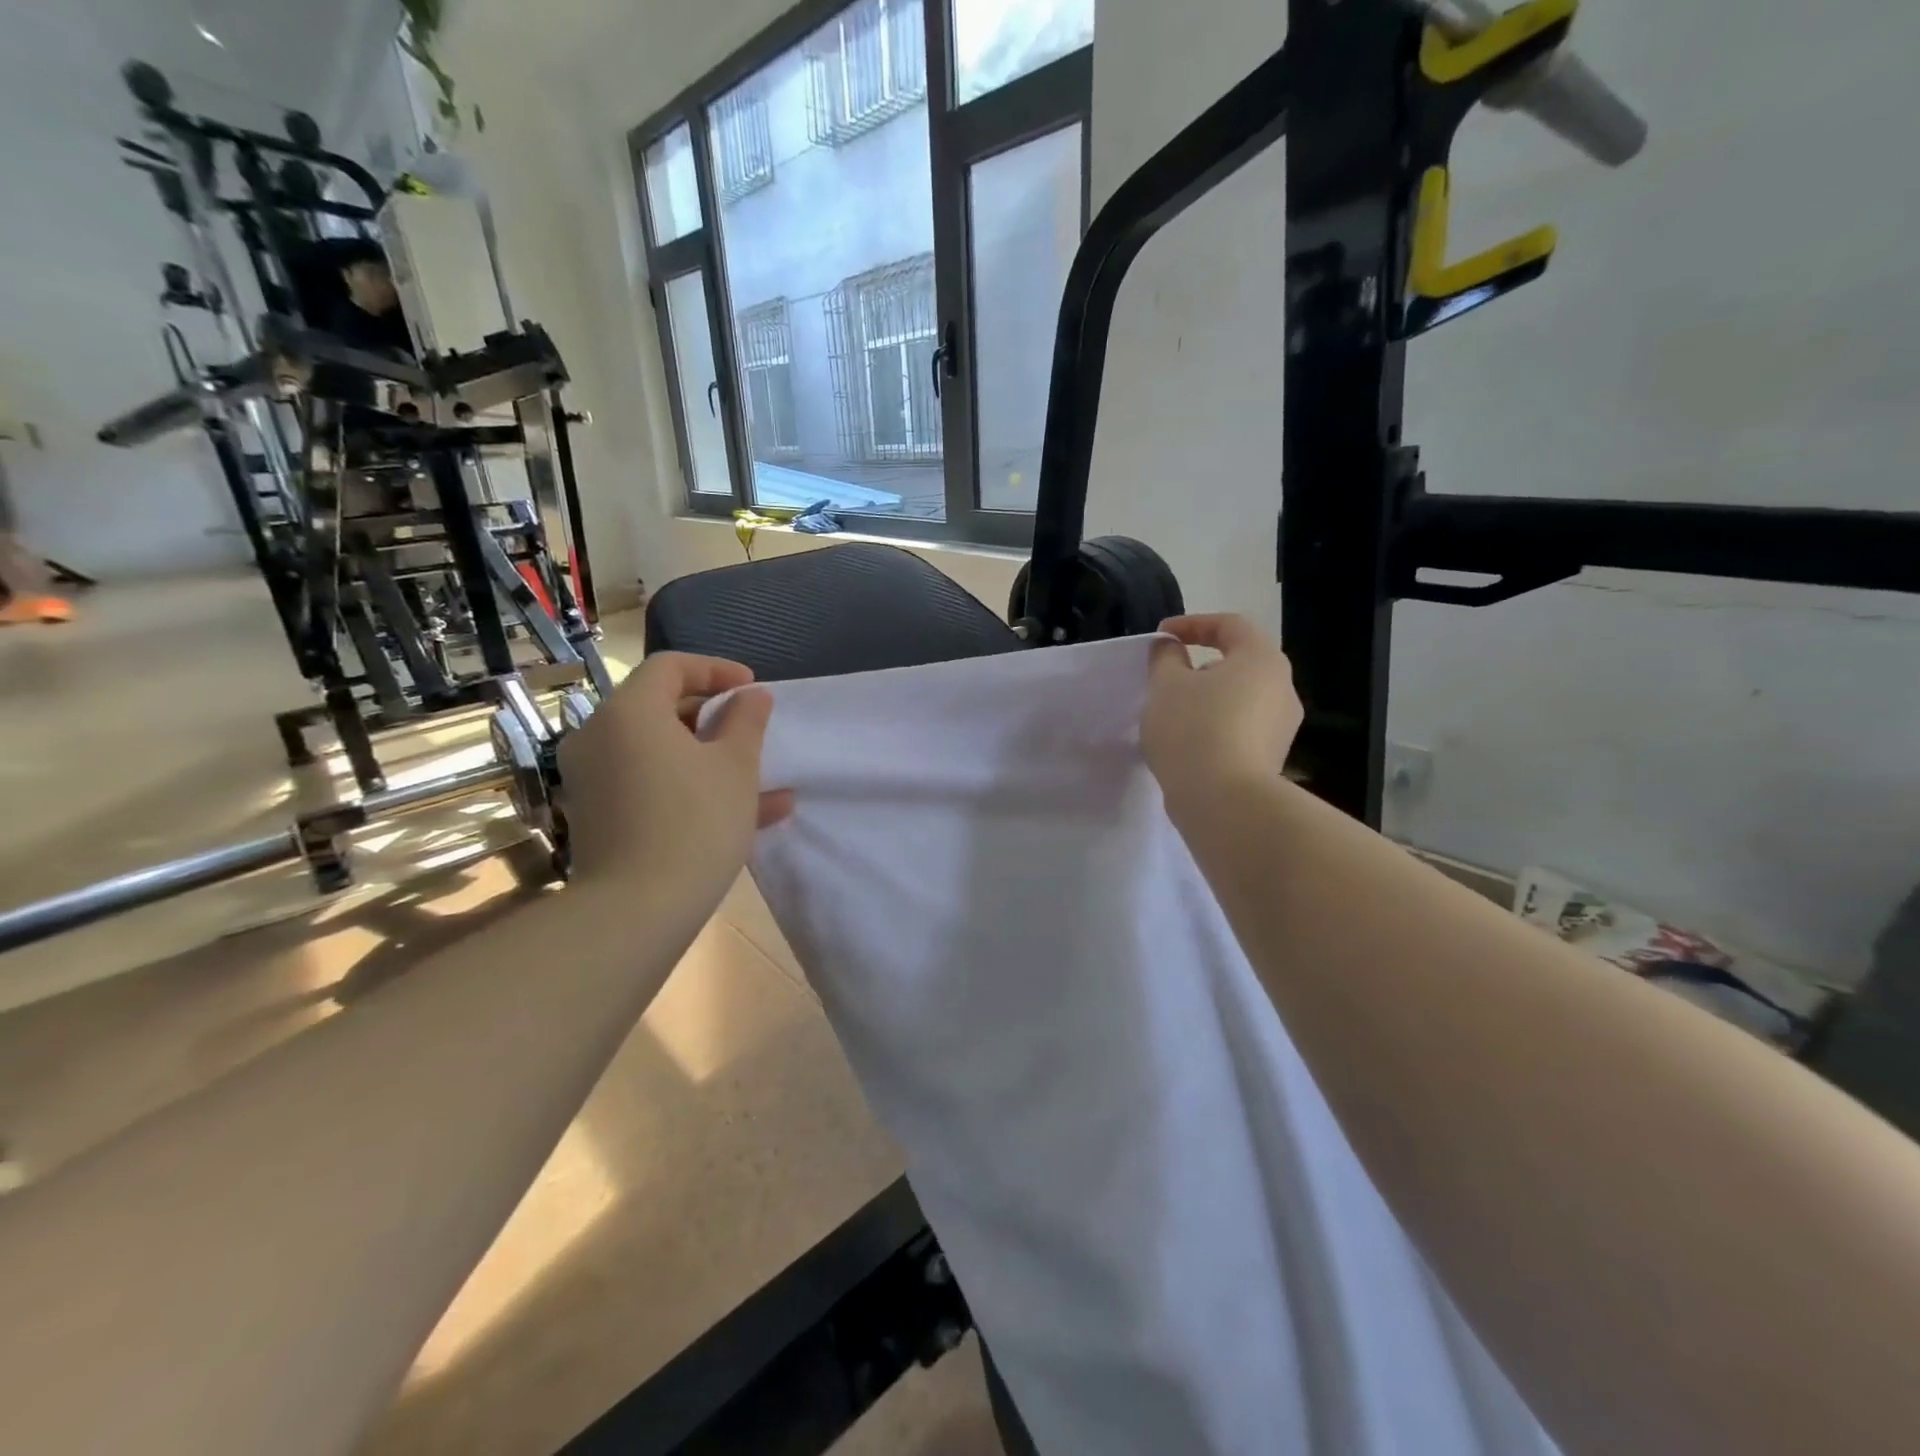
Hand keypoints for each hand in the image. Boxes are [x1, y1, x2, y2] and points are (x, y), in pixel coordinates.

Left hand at [557, 653, 793, 900]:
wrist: (636, 911)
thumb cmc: (695, 822)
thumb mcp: (736, 766)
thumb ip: (747, 721)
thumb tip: (753, 696)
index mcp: (629, 713)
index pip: (670, 667)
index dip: (716, 669)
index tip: (752, 689)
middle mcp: (599, 737)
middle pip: (659, 708)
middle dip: (713, 716)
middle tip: (750, 730)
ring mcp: (594, 780)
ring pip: (659, 753)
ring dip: (709, 757)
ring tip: (760, 777)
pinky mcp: (599, 817)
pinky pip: (650, 785)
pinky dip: (689, 787)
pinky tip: (745, 814)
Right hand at [1142, 615, 1302, 813]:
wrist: (1224, 802)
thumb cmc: (1194, 729)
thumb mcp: (1166, 685)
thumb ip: (1165, 658)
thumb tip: (1171, 647)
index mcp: (1262, 659)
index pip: (1230, 625)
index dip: (1192, 624)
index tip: (1161, 637)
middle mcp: (1282, 688)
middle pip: (1239, 662)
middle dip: (1200, 665)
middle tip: (1166, 676)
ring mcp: (1282, 728)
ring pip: (1240, 698)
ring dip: (1207, 699)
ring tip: (1172, 714)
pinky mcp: (1272, 759)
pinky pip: (1241, 729)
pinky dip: (1215, 726)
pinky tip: (1188, 743)